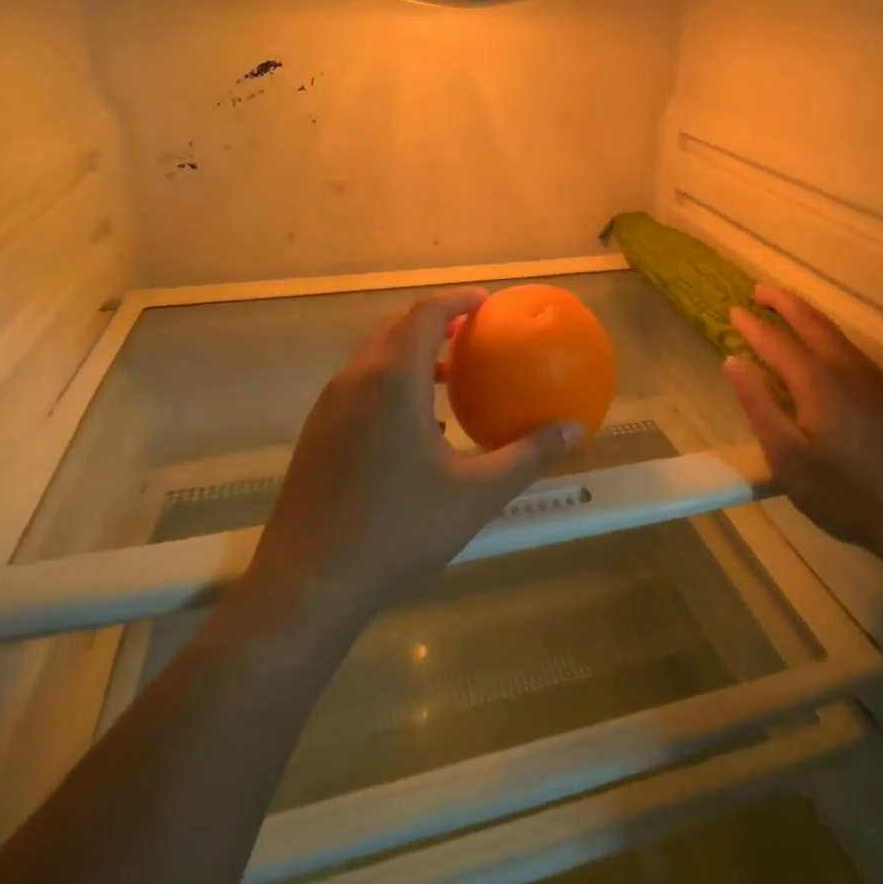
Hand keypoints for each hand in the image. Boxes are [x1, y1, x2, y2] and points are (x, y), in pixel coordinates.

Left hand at [232, 288, 581, 625]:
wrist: (308, 584)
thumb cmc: (397, 529)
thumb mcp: (476, 493)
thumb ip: (527, 455)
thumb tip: (574, 429)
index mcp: (393, 381)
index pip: (425, 314)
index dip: (457, 300)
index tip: (487, 302)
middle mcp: (356, 380)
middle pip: (396, 328)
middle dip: (435, 321)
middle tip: (473, 332)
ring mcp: (330, 407)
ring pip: (375, 357)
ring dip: (413, 352)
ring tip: (453, 375)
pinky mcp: (318, 433)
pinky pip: (361, 385)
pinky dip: (393, 381)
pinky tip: (420, 426)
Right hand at [724, 286, 882, 562]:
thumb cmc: (846, 492)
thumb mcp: (788, 458)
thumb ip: (758, 405)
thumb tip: (733, 362)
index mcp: (815, 380)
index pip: (775, 340)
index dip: (751, 325)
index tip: (733, 310)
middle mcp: (845, 367)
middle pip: (810, 321)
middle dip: (782, 302)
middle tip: (759, 290)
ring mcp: (873, 378)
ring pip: (834, 332)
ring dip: (806, 314)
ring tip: (787, 309)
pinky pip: (849, 347)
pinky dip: (826, 333)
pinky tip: (825, 348)